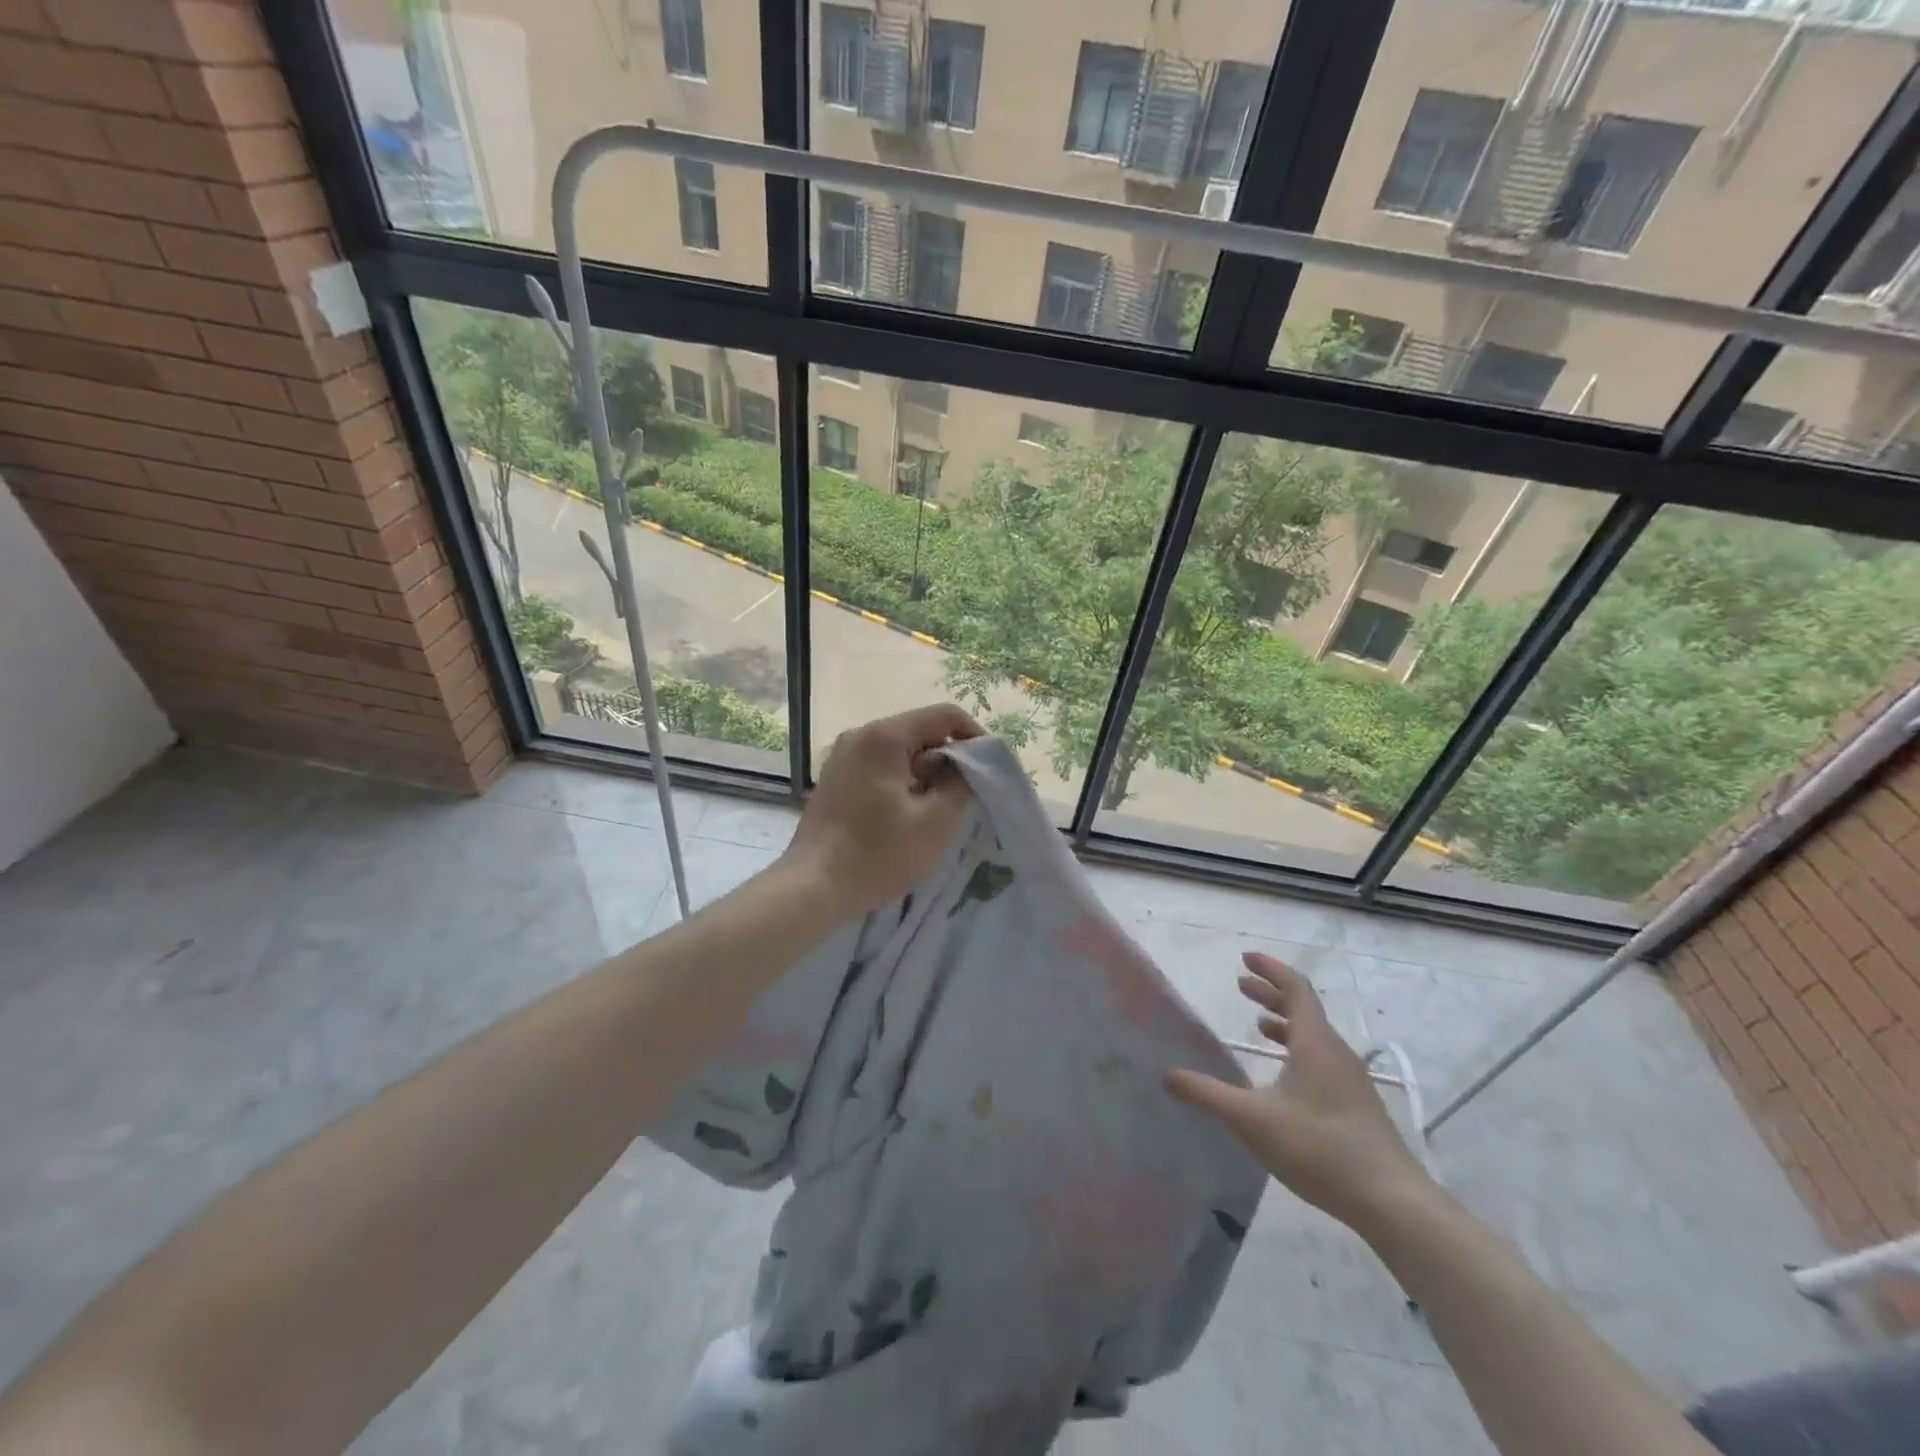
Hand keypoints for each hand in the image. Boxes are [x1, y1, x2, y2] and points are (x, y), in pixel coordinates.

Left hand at [783, 703, 984, 920]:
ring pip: (900, 752)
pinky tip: (905, 817)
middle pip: (920, 732)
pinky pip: (880, 768)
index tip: (988, 768)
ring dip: (924, 775)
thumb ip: (961, 782)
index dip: (975, 735)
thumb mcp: (936, 821)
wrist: (812, 887)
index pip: (944, 715)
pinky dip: (901, 783)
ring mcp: (843, 757)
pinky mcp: (835, 779)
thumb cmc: (878, 854)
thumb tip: (969, 762)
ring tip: (934, 812)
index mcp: (884, 736)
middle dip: (947, 760)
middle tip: (963, 798)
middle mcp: (860, 735)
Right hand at [1165, 952, 1432, 1231]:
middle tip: (1240, 986)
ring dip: (1284, 1022)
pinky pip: (1322, 1058)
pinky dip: (1297, 1049)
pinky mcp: (1356, 1105)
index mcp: (1314, 1042)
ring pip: (1314, 1036)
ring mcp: (1350, 1079)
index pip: (1295, 988)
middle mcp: (1335, 1052)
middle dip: (1271, 993)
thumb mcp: (1253, 1120)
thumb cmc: (1320, 1148)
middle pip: (1303, 1008)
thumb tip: (1167, 1074)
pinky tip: (1284, 1075)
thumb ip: (1208, 1094)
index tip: (1245, 958)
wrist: (1391, 1202)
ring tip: (1258, 1024)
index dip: (1270, 969)